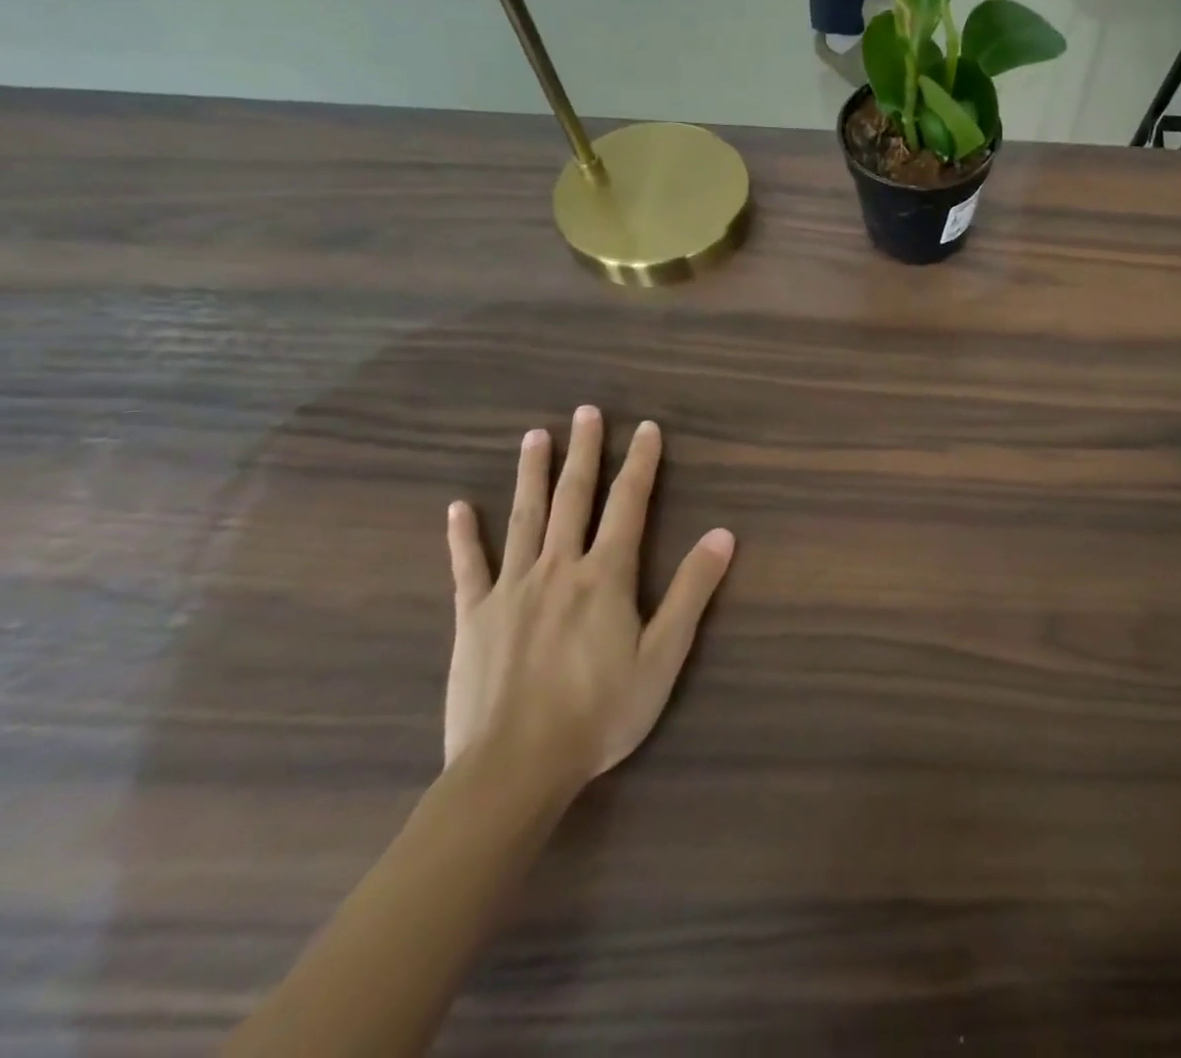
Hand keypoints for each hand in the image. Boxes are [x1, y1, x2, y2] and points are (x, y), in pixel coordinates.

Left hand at [443, 408, 733, 795]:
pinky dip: (463, 536)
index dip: (641, 464)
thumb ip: (691, 591)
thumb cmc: (601, 711)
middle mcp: (559, 568)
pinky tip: (458, 508)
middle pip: (574, 497)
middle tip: (587, 412)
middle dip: (585, 452)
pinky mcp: (473, 617)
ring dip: (532, 474)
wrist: (515, 768)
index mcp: (606, 575)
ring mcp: (511, 589)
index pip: (629, 504)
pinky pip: (468, 567)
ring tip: (535, 436)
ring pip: (525, 518)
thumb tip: (722, 535)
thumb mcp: (664, 654)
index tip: (646, 428)